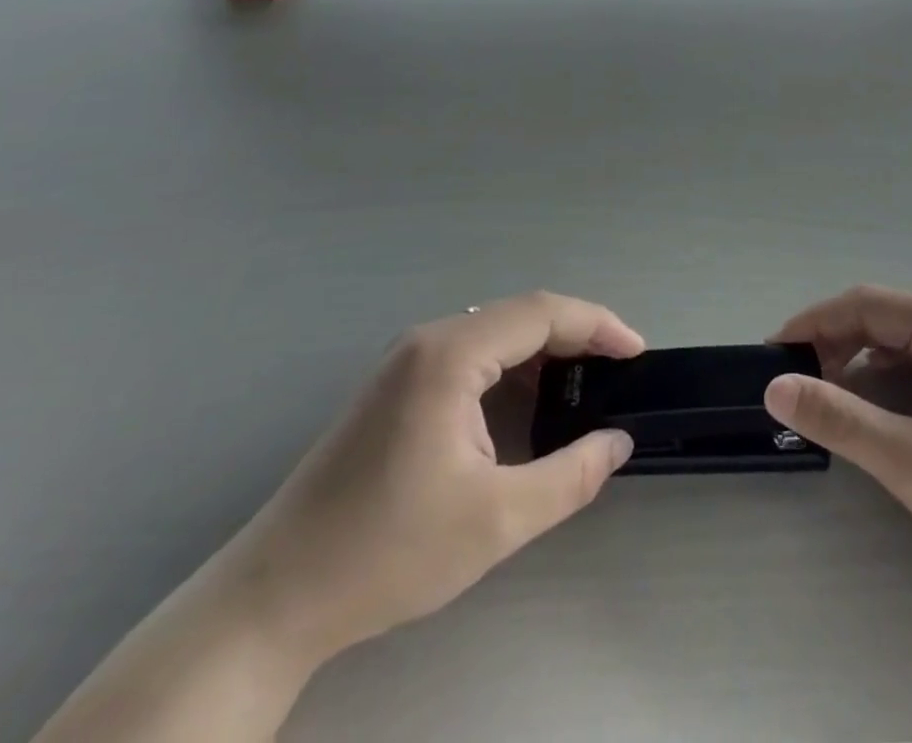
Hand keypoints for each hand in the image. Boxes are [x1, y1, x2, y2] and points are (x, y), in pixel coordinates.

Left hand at [214, 291, 643, 666]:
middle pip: (520, 316)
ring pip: (494, 335)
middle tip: (618, 372)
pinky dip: (510, 371)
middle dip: (576, 337)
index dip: (598, 325)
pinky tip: (527, 407)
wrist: (274, 598)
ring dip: (543, 354)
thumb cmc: (388, 552)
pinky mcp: (395, 387)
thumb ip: (570, 475)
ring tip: (584, 388)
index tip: (638, 353)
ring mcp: (405, 361)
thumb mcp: (496, 520)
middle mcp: (428, 340)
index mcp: (450, 354)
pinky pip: (469, 357)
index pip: (543, 313)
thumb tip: (617, 442)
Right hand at [765, 286, 911, 672]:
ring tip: (830, 412)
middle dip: (833, 350)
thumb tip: (774, 386)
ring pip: (898, 346)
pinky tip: (876, 422)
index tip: (771, 358)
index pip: (864, 304)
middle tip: (797, 394)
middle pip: (880, 321)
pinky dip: (887, 388)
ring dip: (858, 371)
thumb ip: (840, 419)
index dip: (811, 325)